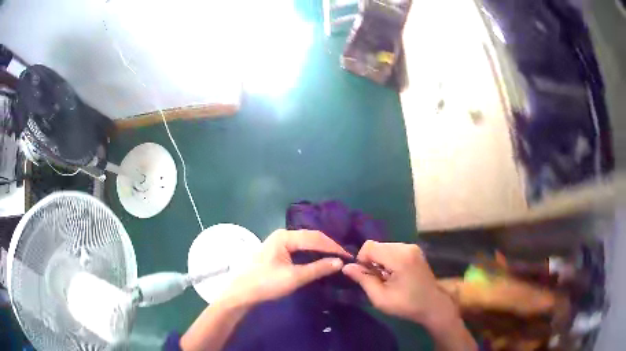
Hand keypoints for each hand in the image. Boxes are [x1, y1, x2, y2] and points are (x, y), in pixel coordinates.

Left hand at [220, 229, 349, 306]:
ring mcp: (279, 243)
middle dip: (328, 247)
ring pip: (305, 243)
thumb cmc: (266, 284)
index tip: (349, 256)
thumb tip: (340, 262)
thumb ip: (318, 268)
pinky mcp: (277, 252)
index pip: (315, 238)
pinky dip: (312, 254)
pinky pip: (299, 249)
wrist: (241, 293)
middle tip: (345, 257)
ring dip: (321, 250)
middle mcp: (282, 235)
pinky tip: (319, 260)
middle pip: (311, 238)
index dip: (333, 247)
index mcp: (285, 236)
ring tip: (336, 258)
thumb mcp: (294, 277)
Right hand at [342, 241, 457, 326]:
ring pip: (384, 247)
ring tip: (386, 279)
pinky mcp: (415, 251)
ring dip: (380, 261)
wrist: (432, 305)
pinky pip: (393, 250)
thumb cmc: (406, 304)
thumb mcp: (380, 298)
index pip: (370, 247)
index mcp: (399, 257)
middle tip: (377, 280)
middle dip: (371, 261)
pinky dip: (388, 260)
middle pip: (377, 246)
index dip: (362, 260)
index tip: (366, 276)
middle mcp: (406, 247)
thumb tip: (346, 267)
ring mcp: (412, 247)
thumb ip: (363, 279)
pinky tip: (394, 274)